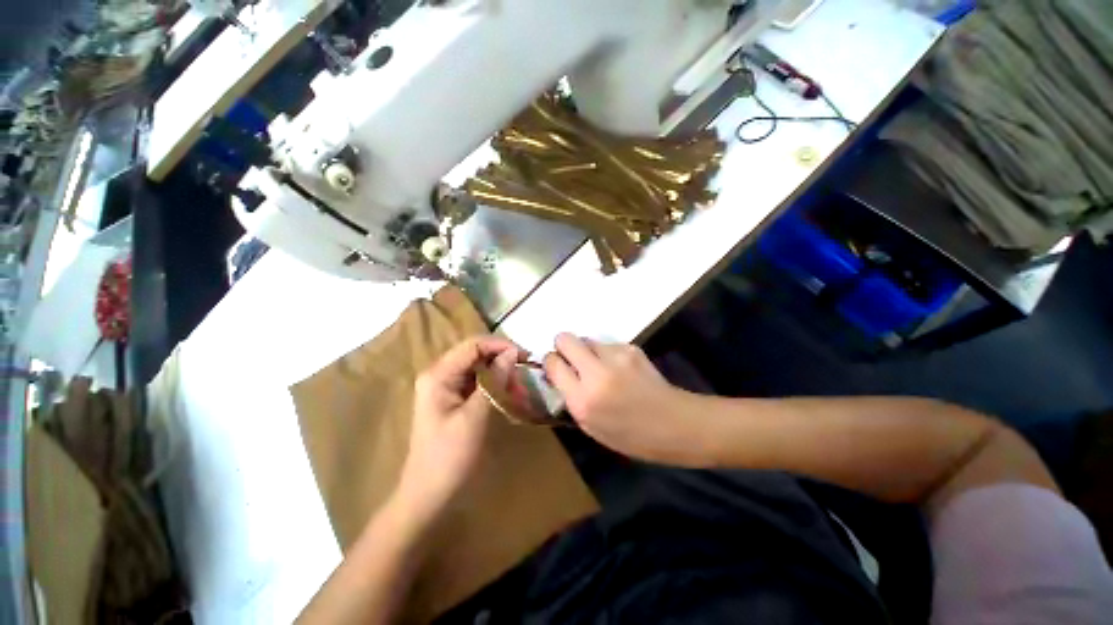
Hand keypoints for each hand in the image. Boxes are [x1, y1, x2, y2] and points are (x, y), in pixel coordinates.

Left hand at [396, 336, 524, 524]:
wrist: (428, 495)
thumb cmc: (449, 457)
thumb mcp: (474, 417)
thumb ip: (493, 381)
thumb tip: (512, 353)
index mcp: (438, 374)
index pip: (472, 345)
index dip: (499, 345)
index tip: (524, 355)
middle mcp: (439, 374)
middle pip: (474, 352)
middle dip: (500, 355)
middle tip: (525, 366)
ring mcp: (444, 386)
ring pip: (476, 366)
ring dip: (498, 369)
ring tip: (519, 379)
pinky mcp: (452, 398)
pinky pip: (475, 380)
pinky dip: (493, 381)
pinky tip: (507, 390)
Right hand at [543, 333, 714, 466]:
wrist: (675, 424)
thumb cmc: (631, 436)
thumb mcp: (591, 426)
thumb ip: (571, 397)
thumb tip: (559, 372)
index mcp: (582, 400)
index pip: (553, 363)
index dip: (552, 362)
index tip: (556, 367)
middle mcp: (596, 373)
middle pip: (565, 338)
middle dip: (564, 346)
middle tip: (572, 359)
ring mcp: (616, 357)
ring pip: (587, 339)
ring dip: (587, 351)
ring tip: (601, 367)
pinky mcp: (631, 348)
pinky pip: (607, 344)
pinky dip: (607, 353)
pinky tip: (620, 368)